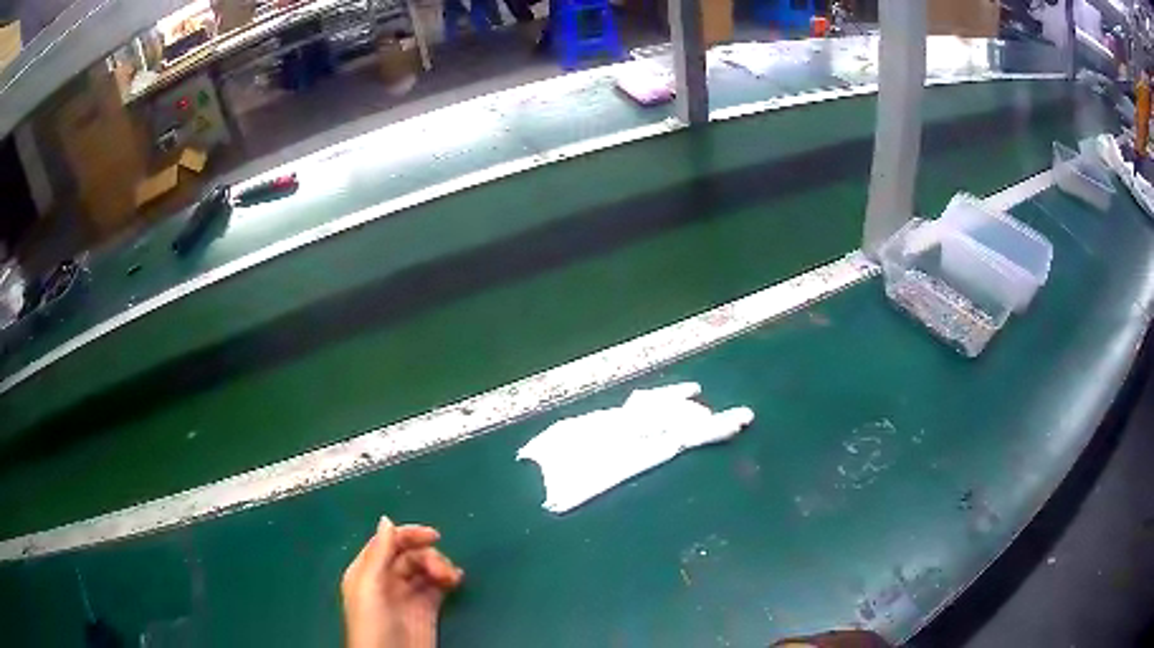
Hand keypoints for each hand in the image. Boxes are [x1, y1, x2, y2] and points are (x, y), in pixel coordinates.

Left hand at [342, 517, 463, 647]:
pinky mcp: (426, 609)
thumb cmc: (373, 622)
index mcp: (367, 570)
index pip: (387, 542)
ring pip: (425, 569)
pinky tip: (455, 581)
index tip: (434, 536)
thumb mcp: (370, 586)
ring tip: (451, 579)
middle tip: (442, 571)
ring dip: (440, 567)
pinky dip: (447, 580)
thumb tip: (386, 519)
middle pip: (409, 555)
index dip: (408, 535)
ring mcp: (407, 595)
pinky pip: (437, 586)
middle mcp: (386, 579)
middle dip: (428, 556)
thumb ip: (379, 553)